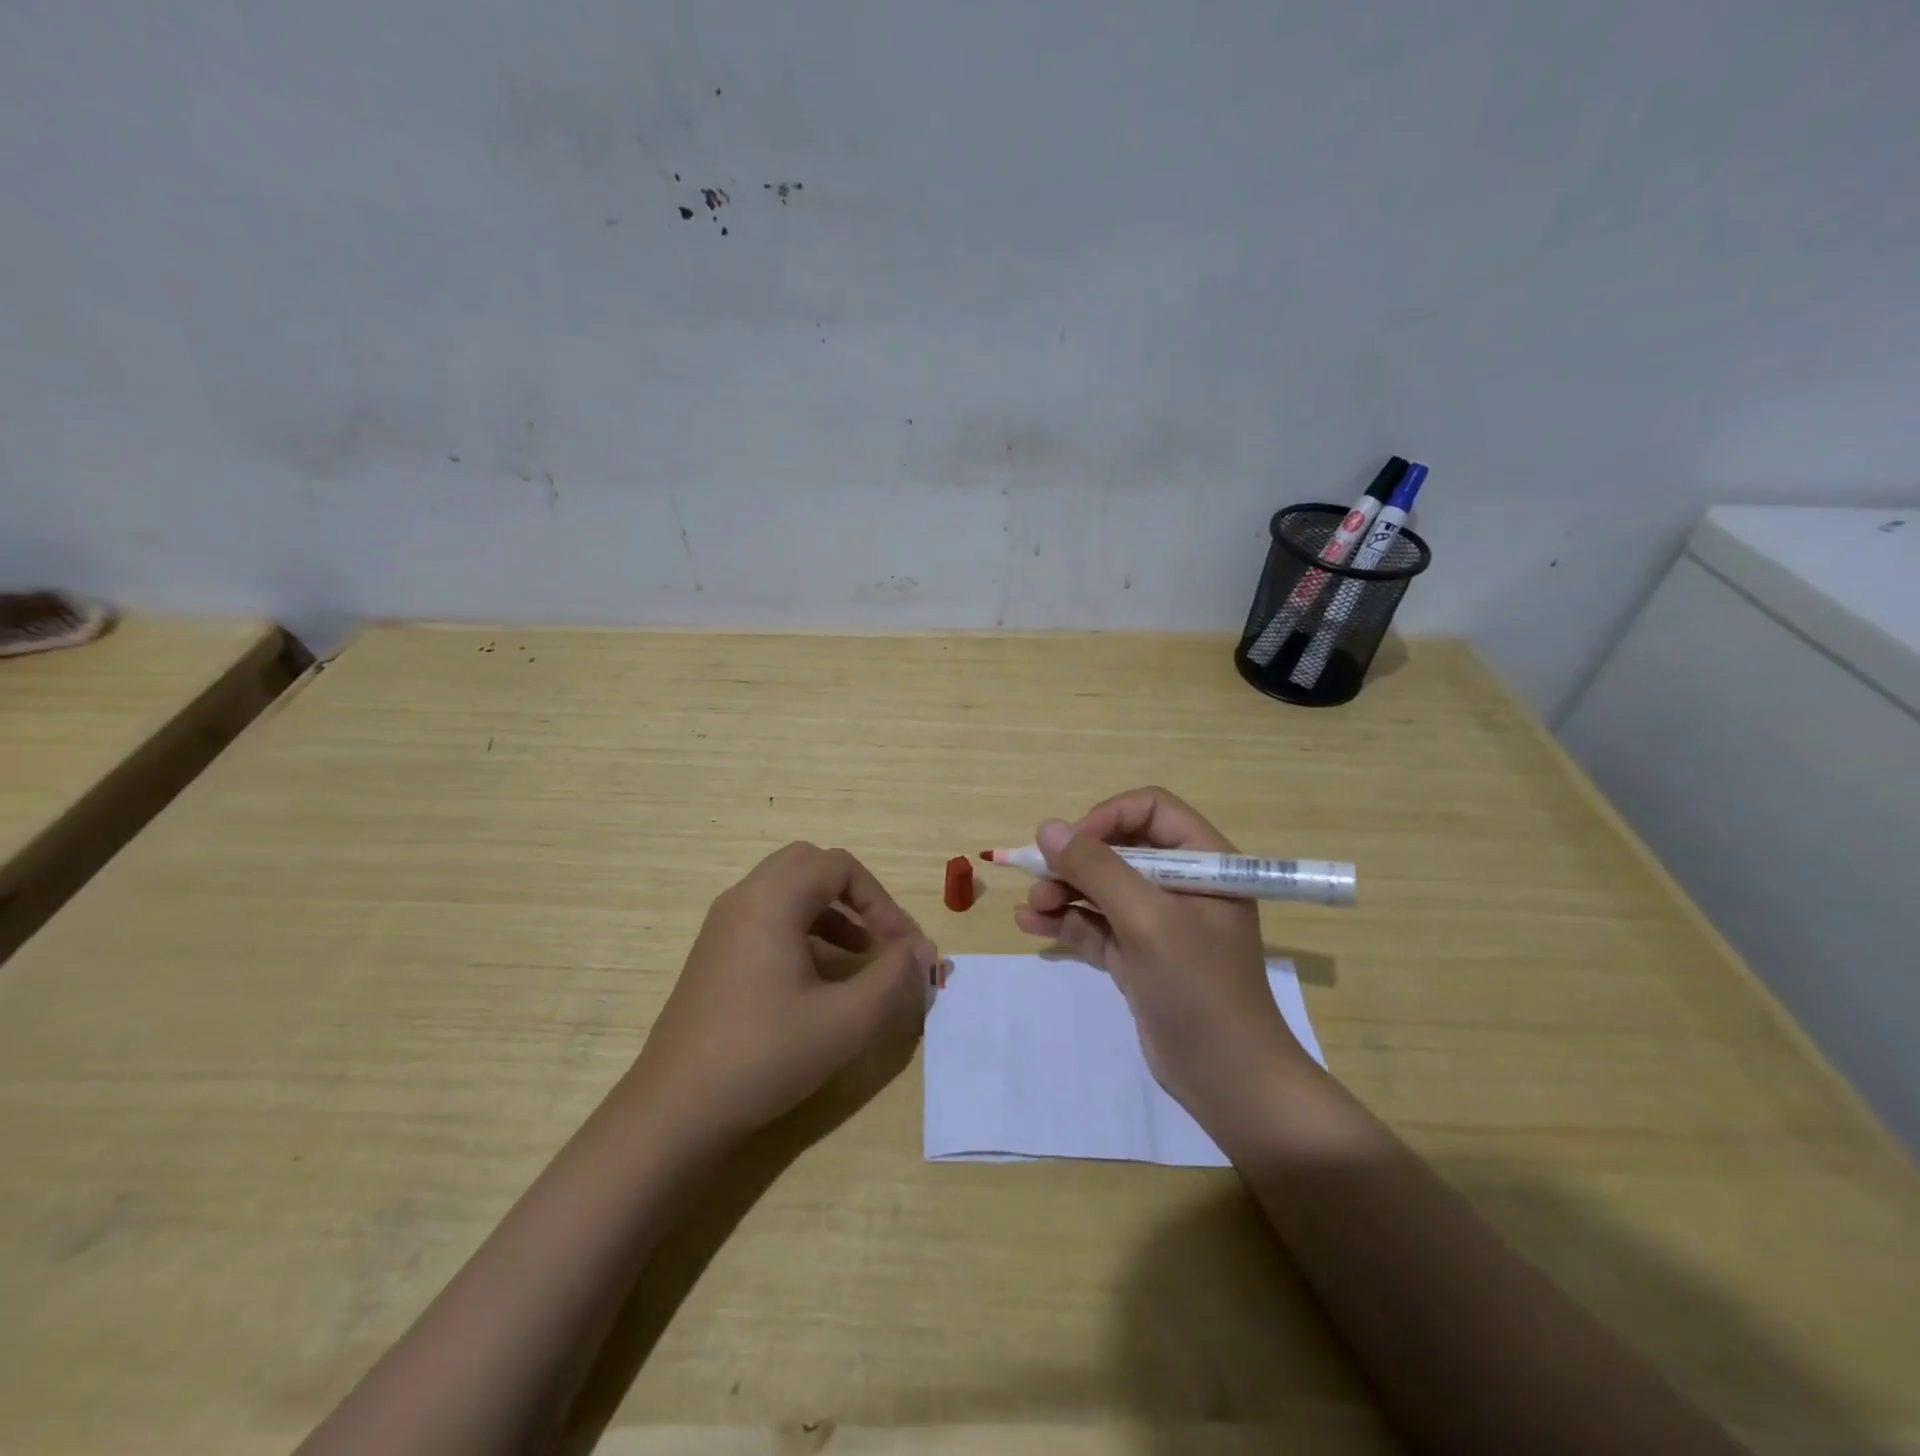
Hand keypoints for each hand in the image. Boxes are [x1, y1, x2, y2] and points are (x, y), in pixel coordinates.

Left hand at [631, 843, 936, 1149]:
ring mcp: (722, 927)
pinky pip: (767, 918)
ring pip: (787, 892)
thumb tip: (924, 951)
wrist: (674, 1112)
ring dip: (830, 913)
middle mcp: (743, 899)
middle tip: (880, 938)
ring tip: (859, 958)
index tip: (903, 947)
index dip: (882, 901)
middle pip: (810, 866)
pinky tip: (819, 980)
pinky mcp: (714, 955)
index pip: (840, 866)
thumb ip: (894, 979)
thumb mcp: (845, 1021)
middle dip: (854, 896)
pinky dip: (803, 931)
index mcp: (771, 901)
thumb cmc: (764, 1056)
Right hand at [1012, 787, 1316, 1149]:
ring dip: (1063, 890)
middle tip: (1037, 874)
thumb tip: (1046, 828)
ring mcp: (1159, 921)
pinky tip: (1030, 923)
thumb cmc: (1198, 987)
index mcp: (1204, 861)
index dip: (1107, 818)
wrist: (1228, 1081)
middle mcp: (1181, 884)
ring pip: (1102, 887)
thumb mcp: (1147, 920)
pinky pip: (1096, 924)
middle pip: (1120, 847)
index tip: (1071, 845)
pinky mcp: (1138, 955)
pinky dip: (1065, 921)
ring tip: (1031, 905)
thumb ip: (1097, 869)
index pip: (1151, 810)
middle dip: (1076, 860)